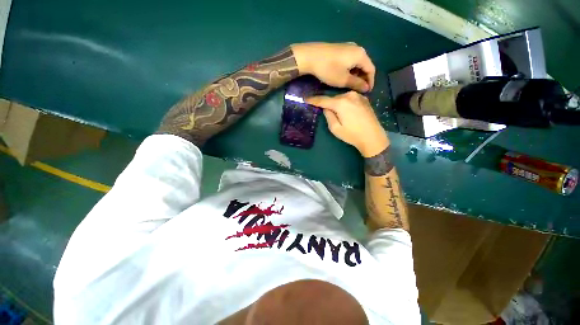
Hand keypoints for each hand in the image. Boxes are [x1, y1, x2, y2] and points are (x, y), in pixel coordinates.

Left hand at [291, 42, 375, 92]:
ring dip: (356, 74)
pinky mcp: (340, 48)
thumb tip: (366, 88)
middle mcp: (357, 48)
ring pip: (357, 63)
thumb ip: (357, 84)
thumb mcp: (343, 80)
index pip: (371, 69)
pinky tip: (345, 76)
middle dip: (363, 78)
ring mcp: (348, 47)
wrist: (310, 56)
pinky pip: (350, 60)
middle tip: (359, 89)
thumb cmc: (328, 69)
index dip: (370, 82)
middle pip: (365, 65)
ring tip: (351, 85)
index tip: (367, 92)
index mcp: (361, 55)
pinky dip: (350, 69)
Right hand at [307, 91, 388, 156]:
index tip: (305, 98)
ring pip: (342, 98)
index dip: (313, 100)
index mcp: (341, 103)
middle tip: (324, 111)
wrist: (373, 137)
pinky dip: (345, 103)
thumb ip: (328, 115)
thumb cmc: (352, 134)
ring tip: (337, 114)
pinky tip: (347, 112)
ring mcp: (358, 96)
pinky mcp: (364, 99)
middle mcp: (349, 95)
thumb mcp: (335, 128)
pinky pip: (350, 99)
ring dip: (337, 104)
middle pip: (333, 98)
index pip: (323, 100)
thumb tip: (326, 108)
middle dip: (327, 104)